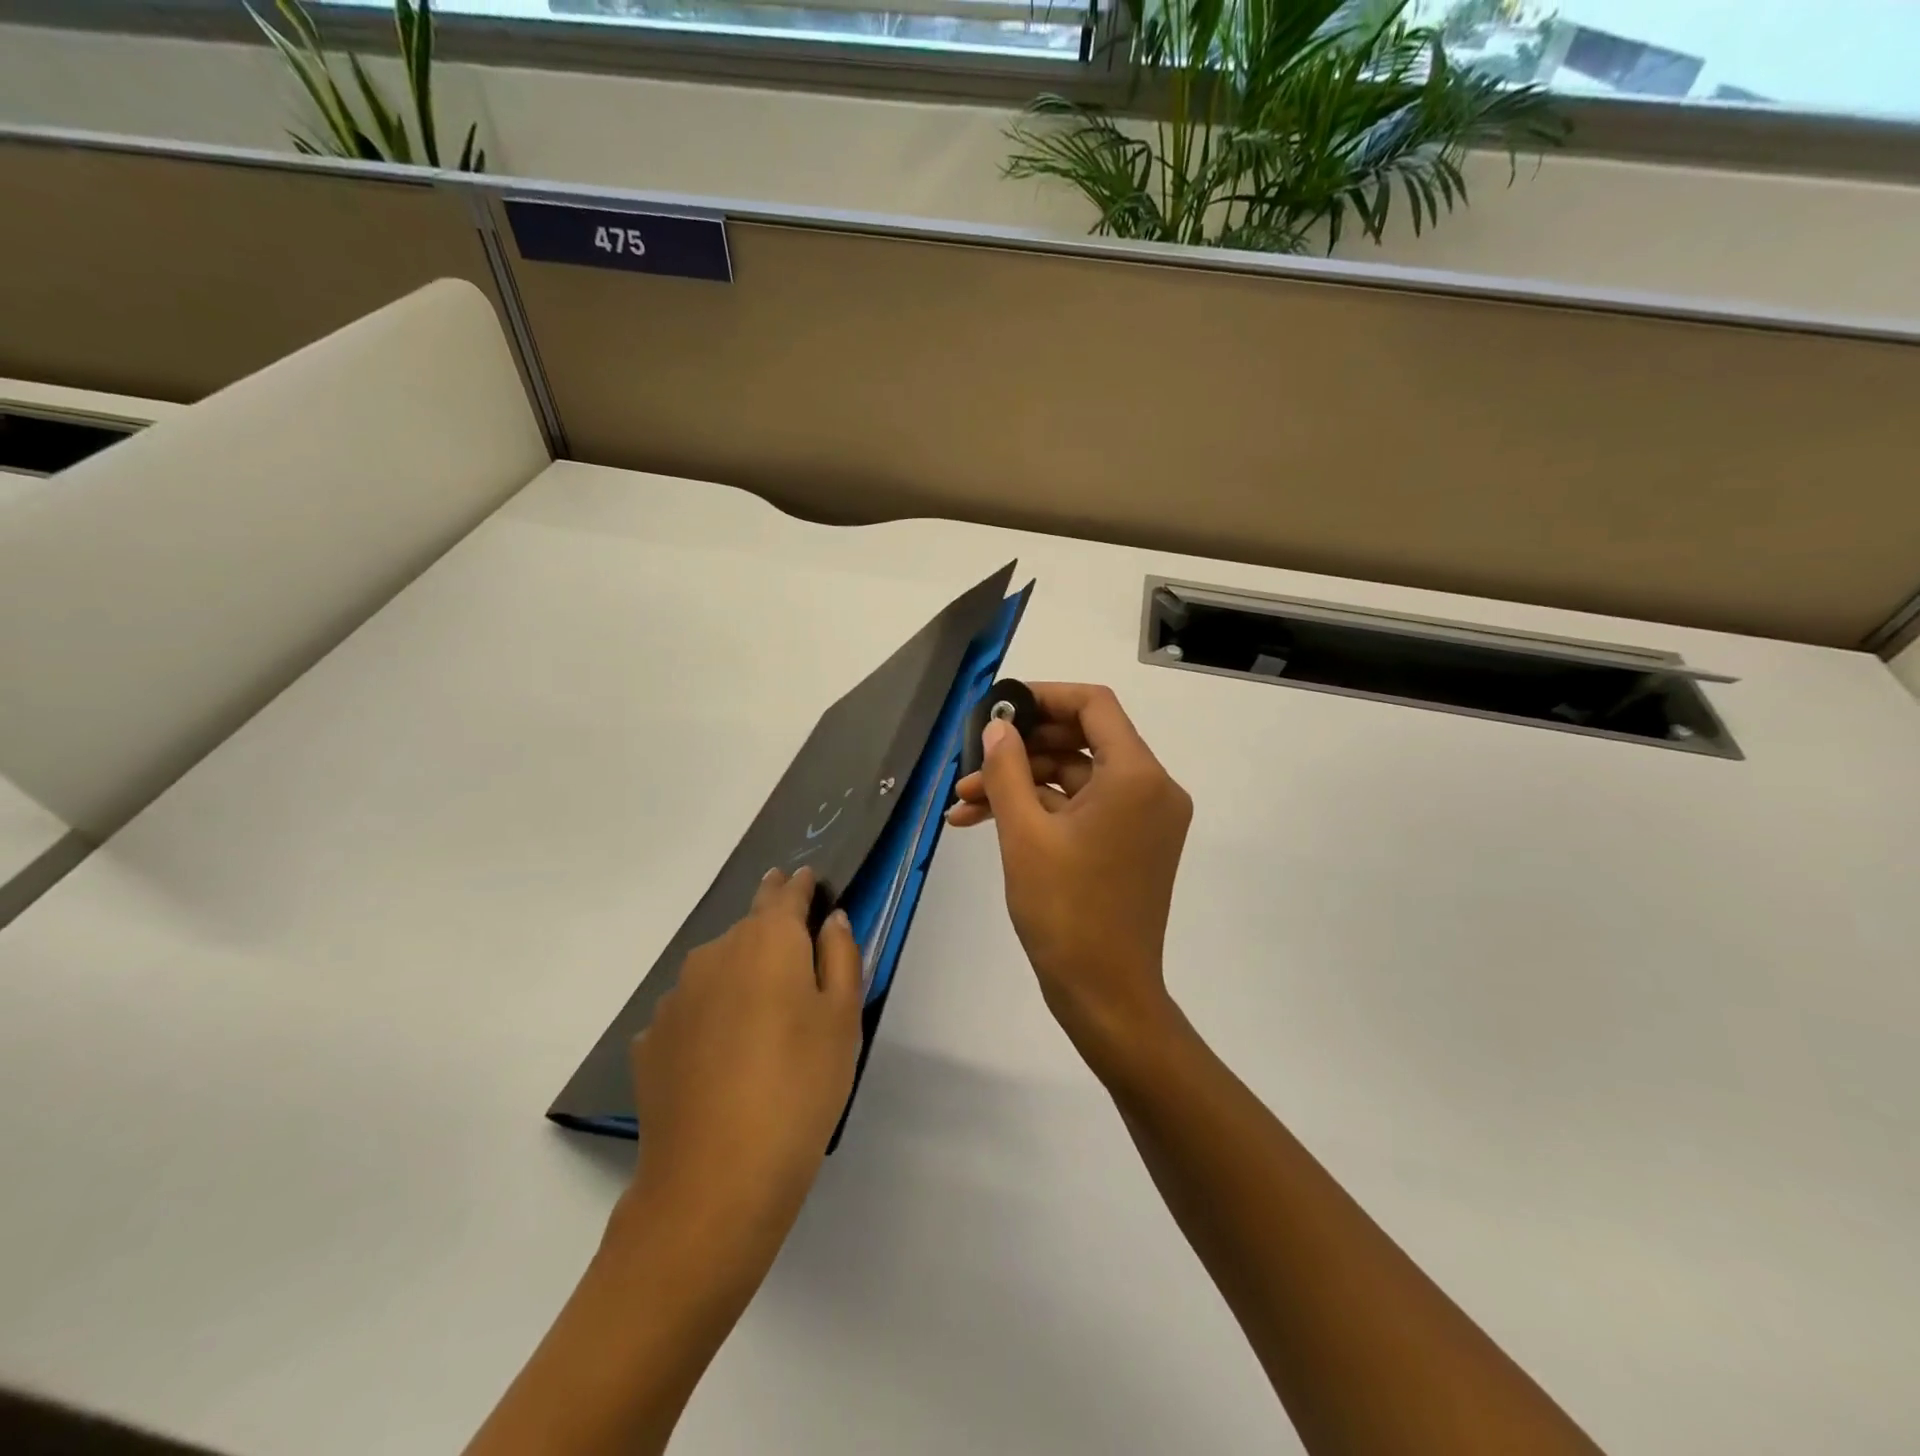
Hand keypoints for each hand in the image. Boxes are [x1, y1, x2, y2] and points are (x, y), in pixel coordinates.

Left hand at [626, 866, 862, 1252]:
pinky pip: (691, 1012)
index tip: (805, 879)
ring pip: (716, 970)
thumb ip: (842, 956)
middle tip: (795, 961)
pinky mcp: (651, 1042)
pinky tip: (722, 1058)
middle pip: (748, 930)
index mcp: (767, 941)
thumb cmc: (800, 1088)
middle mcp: (714, 955)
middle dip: (772, 934)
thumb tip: (831, 919)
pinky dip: (710, 1018)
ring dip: (739, 978)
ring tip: (761, 1021)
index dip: (797, 885)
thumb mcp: (843, 1019)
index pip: (783, 894)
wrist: (715, 1181)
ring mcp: (675, 999)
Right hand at [947, 683, 1191, 1075]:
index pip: (1093, 705)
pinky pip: (1084, 809)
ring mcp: (1145, 818)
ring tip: (963, 803)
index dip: (1044, 696)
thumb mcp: (1024, 833)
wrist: (1106, 994)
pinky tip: (987, 822)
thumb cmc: (1065, 911)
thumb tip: (997, 727)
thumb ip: (1007, 769)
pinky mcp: (1133, 844)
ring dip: (1022, 784)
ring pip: (1076, 778)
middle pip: (1083, 740)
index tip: (999, 707)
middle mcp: (1152, 788)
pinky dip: (1042, 810)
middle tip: (971, 763)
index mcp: (1136, 776)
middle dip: (1021, 750)